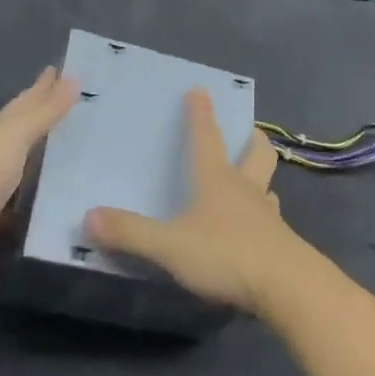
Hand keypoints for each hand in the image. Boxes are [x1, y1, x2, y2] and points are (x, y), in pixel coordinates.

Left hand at [0, 67, 76, 309]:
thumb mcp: (11, 139)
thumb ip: (43, 113)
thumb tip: (73, 77)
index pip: (25, 105)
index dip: (44, 89)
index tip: (70, 72)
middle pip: (26, 139)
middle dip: (51, 126)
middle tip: (86, 115)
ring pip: (28, 178)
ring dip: (50, 171)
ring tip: (84, 164)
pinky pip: (27, 217)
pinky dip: (44, 212)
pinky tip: (66, 212)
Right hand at [86, 89, 305, 315]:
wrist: (286, 286)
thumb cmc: (226, 253)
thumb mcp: (170, 246)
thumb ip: (131, 233)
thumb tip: (88, 216)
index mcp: (217, 179)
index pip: (206, 137)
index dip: (200, 113)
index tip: (199, 89)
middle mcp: (245, 188)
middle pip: (256, 152)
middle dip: (251, 138)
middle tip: (246, 133)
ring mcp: (267, 215)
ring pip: (268, 184)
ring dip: (261, 178)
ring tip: (251, 183)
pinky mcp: (281, 243)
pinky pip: (273, 220)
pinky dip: (264, 217)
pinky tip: (256, 230)